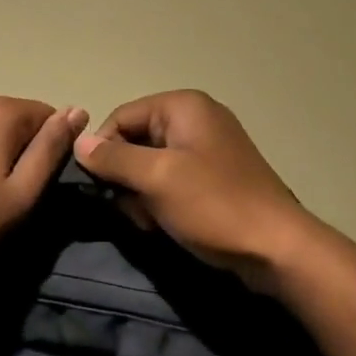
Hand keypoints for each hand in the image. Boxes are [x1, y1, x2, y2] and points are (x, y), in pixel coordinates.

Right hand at [73, 90, 309, 288]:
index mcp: (183, 106)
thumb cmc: (213, 205)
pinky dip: (162, 202)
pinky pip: (171, 182)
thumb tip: (79, 142)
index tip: (100, 188)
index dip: (103, 151)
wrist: (277, 248)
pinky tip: (167, 225)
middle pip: (134, 142)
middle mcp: (195, 119)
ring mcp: (207, 149)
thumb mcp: (156, 178)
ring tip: (153, 221)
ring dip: (142, 196)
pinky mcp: (214, 178)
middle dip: (126, 178)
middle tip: (134, 209)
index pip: (120, 117)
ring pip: (149, 167)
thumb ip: (113, 158)